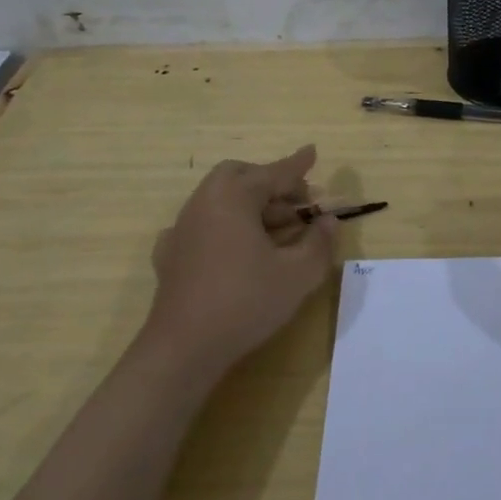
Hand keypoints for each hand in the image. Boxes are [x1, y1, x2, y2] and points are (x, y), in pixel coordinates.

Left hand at [145, 145, 338, 382]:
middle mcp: (203, 203)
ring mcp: (182, 228)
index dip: (297, 165)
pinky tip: (236, 247)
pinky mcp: (172, 255)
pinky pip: (203, 225)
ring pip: (219, 199)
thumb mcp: (298, 274)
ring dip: (250, 205)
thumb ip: (319, 242)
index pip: (273, 173)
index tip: (313, 151)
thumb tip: (329, 221)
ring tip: (278, 229)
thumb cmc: (245, 302)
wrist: (183, 348)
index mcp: (233, 198)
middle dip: (270, 182)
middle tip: (297, 200)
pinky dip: (225, 225)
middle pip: (238, 176)